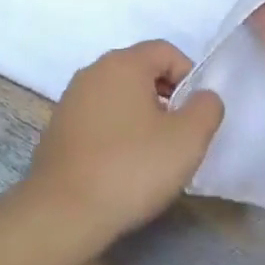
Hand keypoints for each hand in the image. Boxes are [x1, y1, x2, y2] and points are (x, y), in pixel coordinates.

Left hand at [25, 41, 223, 245]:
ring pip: (118, 95)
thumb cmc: (131, 168)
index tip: (196, 114)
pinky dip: (116, 131)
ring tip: (152, 154)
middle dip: (165, 96)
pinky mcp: (58, 128)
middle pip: (141, 70)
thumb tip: (203, 97)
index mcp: (123, 63)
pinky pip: (98, 117)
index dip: (189, 77)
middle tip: (178, 135)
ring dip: (140, 115)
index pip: (166, 51)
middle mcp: (93, 71)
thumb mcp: (187, 139)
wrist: (62, 213)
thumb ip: (206, 108)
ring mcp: (71, 99)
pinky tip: (121, 166)